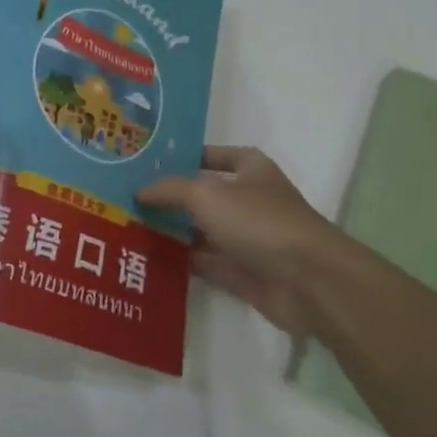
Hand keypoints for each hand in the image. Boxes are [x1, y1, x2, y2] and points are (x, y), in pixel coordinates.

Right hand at [138, 146, 345, 336]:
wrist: (308, 281)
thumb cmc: (259, 221)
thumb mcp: (206, 194)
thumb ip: (170, 189)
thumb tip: (140, 191)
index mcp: (250, 169)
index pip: (212, 155)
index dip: (184, 157)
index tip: (148, 163)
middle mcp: (249, 200)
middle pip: (203, 195)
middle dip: (170, 198)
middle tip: (128, 198)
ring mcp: (248, 238)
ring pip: (202, 231)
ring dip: (173, 232)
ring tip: (129, 228)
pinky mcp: (244, 273)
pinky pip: (206, 263)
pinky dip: (182, 262)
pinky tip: (149, 259)